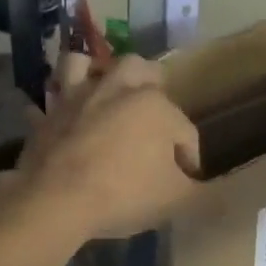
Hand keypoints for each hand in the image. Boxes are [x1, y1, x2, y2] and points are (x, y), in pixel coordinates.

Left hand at [6, 53, 201, 241]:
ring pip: (84, 64)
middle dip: (151, 84)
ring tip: (102, 90)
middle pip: (139, 70)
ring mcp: (77, 98)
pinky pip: (47, 101)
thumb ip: (202, 195)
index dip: (189, 156)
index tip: (185, 180)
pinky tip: (57, 116)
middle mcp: (116, 89)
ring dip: (95, 72)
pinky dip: (53, 106)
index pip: (185, 130)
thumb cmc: (124, 194)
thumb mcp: (175, 201)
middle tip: (153, 111)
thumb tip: (220, 196)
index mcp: (155, 106)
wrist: (56, 199)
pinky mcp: (46, 115)